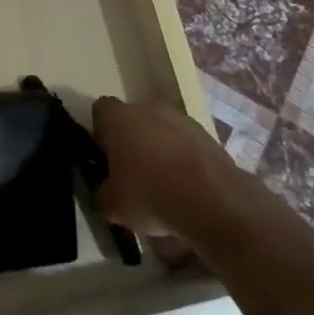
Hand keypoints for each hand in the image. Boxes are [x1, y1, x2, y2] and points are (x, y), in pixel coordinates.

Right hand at [92, 95, 245, 242]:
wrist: (214, 203)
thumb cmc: (151, 195)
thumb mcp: (112, 206)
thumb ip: (102, 193)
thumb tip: (104, 192)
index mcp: (120, 117)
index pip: (101, 110)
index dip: (100, 132)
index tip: (104, 157)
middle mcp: (149, 108)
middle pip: (133, 119)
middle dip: (131, 142)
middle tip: (131, 174)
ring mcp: (183, 120)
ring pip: (162, 131)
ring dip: (159, 150)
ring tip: (162, 186)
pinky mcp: (209, 136)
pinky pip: (186, 145)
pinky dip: (183, 161)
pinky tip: (186, 189)